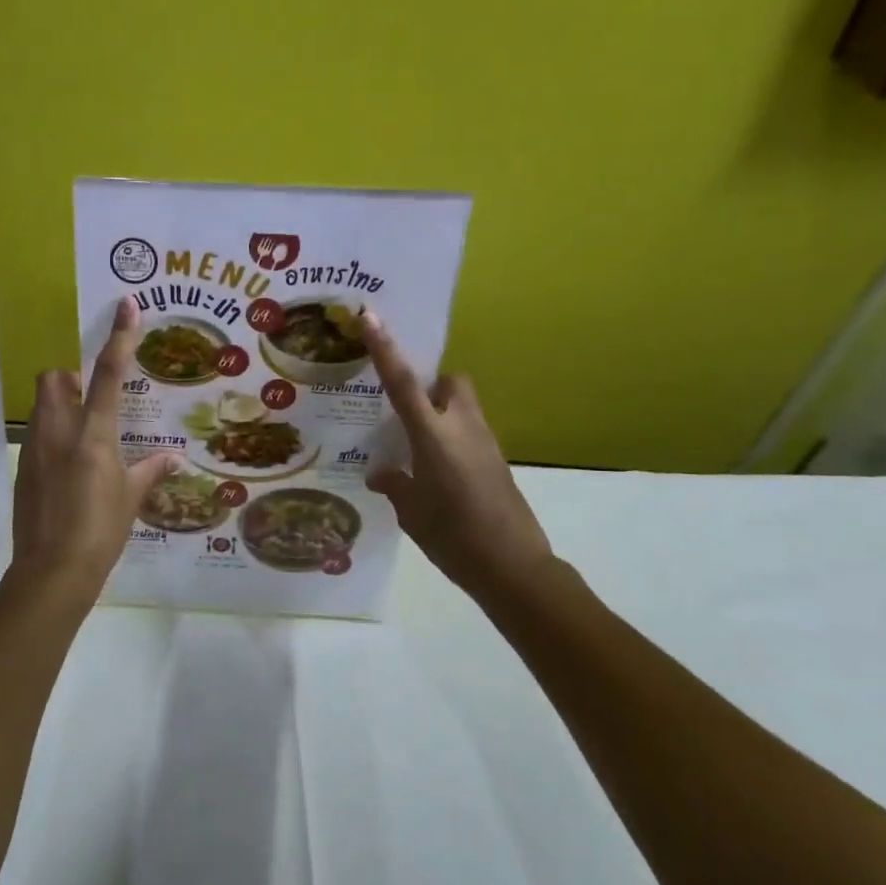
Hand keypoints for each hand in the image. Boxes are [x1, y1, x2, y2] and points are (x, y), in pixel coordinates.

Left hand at [11, 297, 176, 604]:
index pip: (109, 374)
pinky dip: (52, 434)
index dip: (119, 337)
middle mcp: (59, 431)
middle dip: (69, 374)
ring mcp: (35, 448)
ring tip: (82, 431)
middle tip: (90, 394)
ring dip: (59, 403)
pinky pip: (36, 435)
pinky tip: (68, 465)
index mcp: (93, 434)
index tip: (126, 306)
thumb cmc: (101, 531)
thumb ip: (150, 471)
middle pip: (53, 377)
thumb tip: (173, 458)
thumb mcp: (131, 499)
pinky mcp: (23, 468)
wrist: (52, 571)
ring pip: (41, 404)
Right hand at [361, 310, 554, 600]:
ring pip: (464, 406)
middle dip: (431, 383)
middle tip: (405, 408)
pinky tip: (436, 469)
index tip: (372, 317)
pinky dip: (452, 437)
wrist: (513, 567)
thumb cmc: (454, 538)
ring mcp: (485, 443)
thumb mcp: (411, 513)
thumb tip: (380, 472)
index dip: (386, 349)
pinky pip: (470, 432)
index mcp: (434, 437)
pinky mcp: (497, 461)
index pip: (404, 384)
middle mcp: (463, 429)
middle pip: (451, 383)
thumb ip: (395, 484)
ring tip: (415, 442)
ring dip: (441, 411)